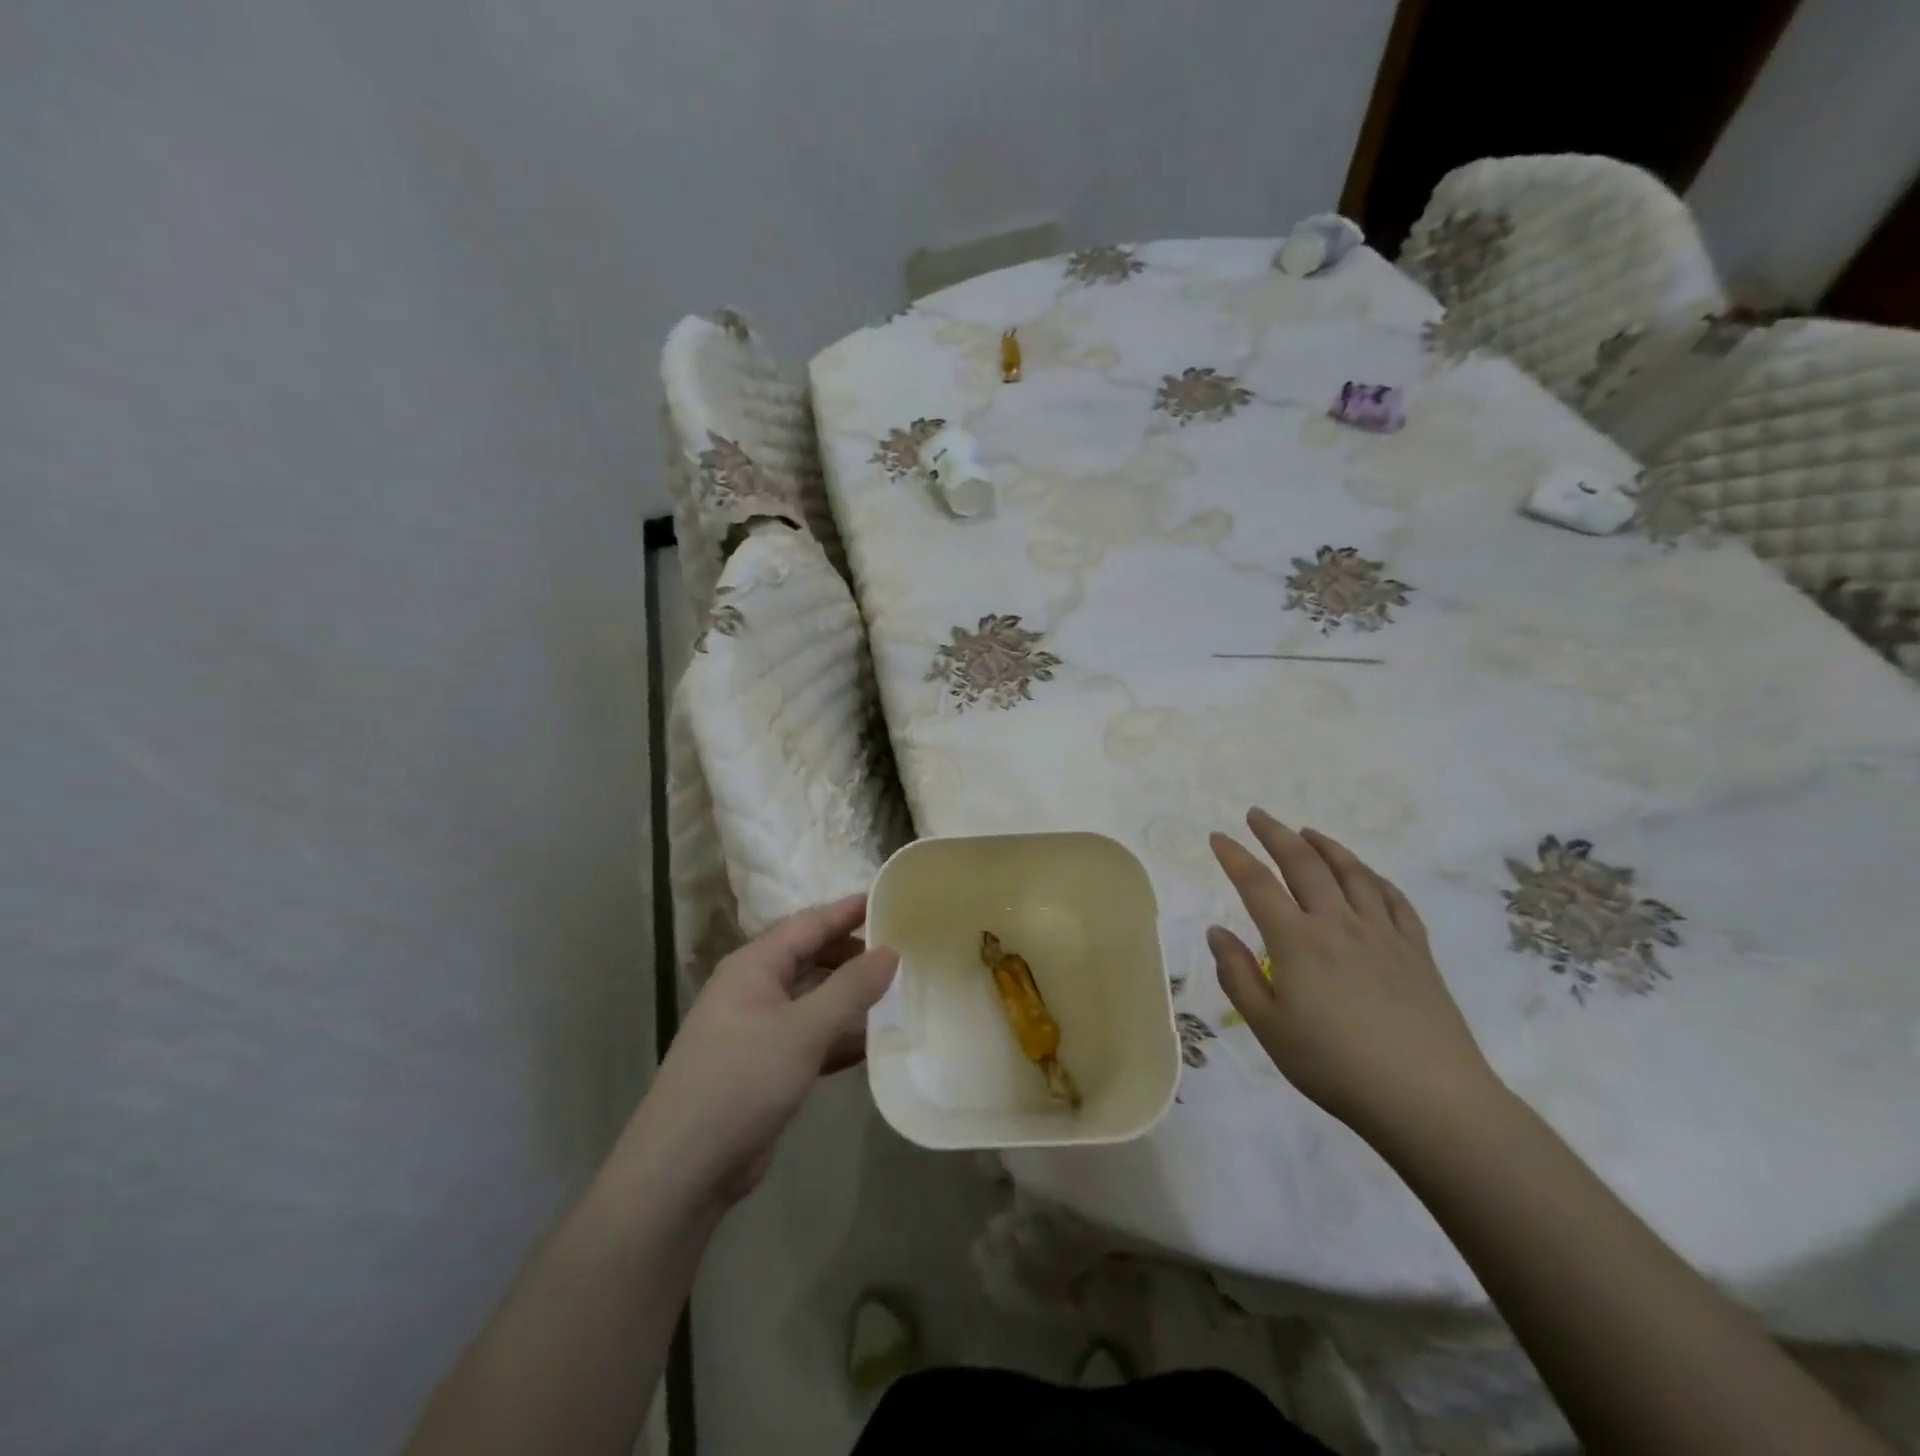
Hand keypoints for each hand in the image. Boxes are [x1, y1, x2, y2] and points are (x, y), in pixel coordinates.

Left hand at [634, 896, 897, 1207]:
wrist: (683, 1168)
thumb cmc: (742, 1080)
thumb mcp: (803, 1029)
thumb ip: (851, 988)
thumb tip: (890, 950)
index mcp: (754, 966)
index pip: (809, 924)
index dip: (848, 911)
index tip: (888, 899)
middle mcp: (753, 989)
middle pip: (811, 959)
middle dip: (853, 955)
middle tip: (902, 952)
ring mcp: (757, 1030)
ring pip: (813, 1000)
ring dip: (850, 998)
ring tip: (898, 993)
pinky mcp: (764, 1067)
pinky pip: (810, 1037)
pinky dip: (839, 1037)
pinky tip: (874, 1043)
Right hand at [1207, 808, 1498, 1141]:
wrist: (1429, 1099)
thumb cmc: (1335, 1066)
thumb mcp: (1269, 1028)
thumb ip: (1238, 975)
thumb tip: (1216, 931)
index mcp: (1296, 941)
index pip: (1257, 884)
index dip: (1234, 856)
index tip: (1217, 837)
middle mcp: (1338, 923)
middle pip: (1303, 863)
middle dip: (1275, 834)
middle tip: (1257, 815)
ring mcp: (1382, 932)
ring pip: (1351, 872)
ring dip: (1324, 845)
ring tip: (1307, 832)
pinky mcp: (1416, 949)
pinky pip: (1393, 898)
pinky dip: (1372, 876)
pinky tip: (1364, 874)